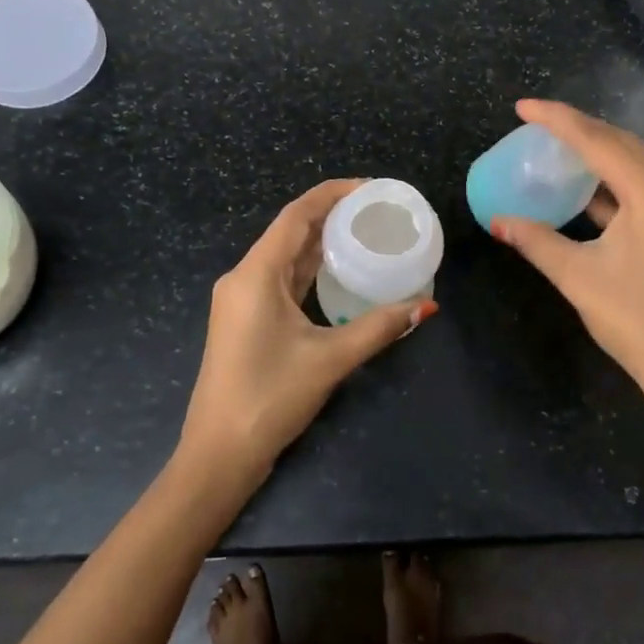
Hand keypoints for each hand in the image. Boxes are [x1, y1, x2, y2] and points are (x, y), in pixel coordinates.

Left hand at [179, 180, 435, 486]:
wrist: (217, 455)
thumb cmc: (269, 398)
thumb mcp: (330, 359)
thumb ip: (378, 327)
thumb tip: (425, 306)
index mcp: (255, 274)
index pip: (297, 215)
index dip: (333, 193)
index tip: (370, 187)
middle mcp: (243, 277)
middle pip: (290, 231)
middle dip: (332, 215)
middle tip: (376, 211)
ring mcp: (241, 299)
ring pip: (285, 256)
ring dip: (320, 242)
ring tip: (364, 232)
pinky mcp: (245, 319)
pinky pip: (280, 279)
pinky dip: (309, 269)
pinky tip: (337, 271)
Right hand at [490, 100, 643, 417]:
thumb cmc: (639, 322)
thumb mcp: (579, 277)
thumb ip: (536, 240)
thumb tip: (497, 221)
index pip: (598, 141)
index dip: (557, 119)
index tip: (522, 107)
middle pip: (621, 143)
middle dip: (578, 128)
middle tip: (536, 123)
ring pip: (635, 163)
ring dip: (597, 152)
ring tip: (556, 146)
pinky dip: (612, 180)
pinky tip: (585, 186)